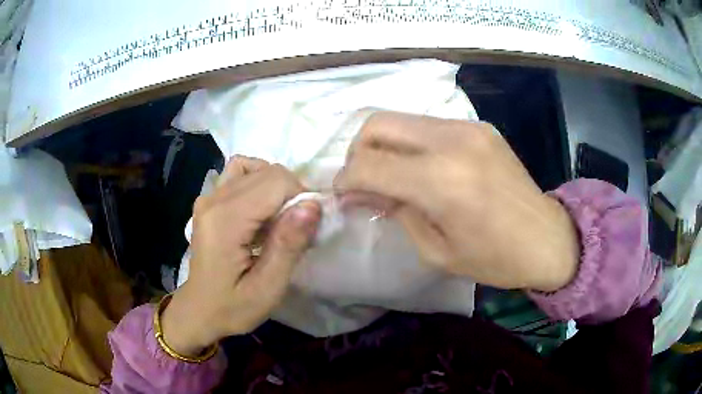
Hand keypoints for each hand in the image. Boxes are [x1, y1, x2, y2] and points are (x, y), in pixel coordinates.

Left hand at [161, 156, 320, 355]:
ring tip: (278, 218)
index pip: (276, 181)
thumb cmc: (233, 307)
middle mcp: (213, 199)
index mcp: (226, 220)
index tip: (306, 229)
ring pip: (255, 169)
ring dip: (276, 188)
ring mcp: (208, 197)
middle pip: (267, 172)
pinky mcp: (208, 200)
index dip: (301, 198)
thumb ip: (288, 245)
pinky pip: (239, 173)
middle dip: (292, 194)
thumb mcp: (267, 289)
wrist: (199, 310)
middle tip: (295, 230)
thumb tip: (312, 205)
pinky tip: (261, 209)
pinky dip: (258, 182)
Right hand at [335, 112, 579, 291]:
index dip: (345, 180)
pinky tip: (421, 170)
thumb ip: (395, 211)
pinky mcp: (478, 126)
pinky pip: (428, 125)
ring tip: (390, 177)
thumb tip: (360, 190)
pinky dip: (411, 144)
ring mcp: (468, 127)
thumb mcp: (436, 250)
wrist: (547, 239)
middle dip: (357, 152)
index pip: (368, 164)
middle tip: (362, 181)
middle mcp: (452, 141)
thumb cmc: (495, 259)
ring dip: (384, 146)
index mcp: (441, 181)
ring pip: (401, 120)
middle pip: (377, 123)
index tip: (343, 195)